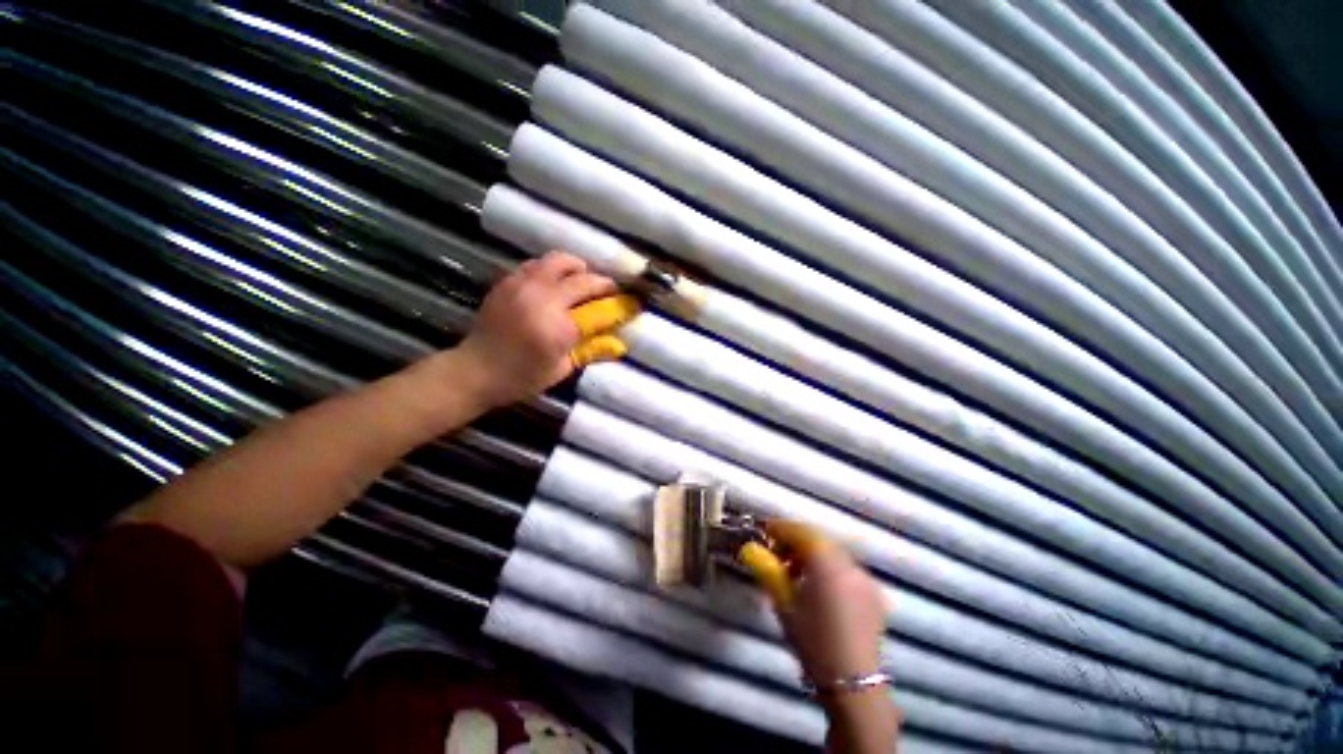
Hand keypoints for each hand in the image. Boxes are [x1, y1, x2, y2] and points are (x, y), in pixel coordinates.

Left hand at [456, 252, 629, 408]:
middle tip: (607, 290)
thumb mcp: (562, 368)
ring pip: (557, 261)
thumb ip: (591, 349)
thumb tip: (619, 342)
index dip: (617, 301)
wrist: (475, 370)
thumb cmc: (522, 377)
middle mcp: (542, 297)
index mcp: (558, 325)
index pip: (598, 306)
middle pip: (580, 276)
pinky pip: (536, 265)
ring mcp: (521, 285)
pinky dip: (552, 270)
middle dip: (599, 281)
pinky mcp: (507, 282)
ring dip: (575, 269)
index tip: (628, 301)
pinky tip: (554, 285)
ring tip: (581, 282)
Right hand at [767, 521, 885, 687]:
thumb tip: (750, 549)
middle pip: (817, 539)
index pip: (801, 531)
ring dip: (811, 554)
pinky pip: (845, 568)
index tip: (763, 531)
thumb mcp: (784, 603)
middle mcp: (849, 564)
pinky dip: (828, 567)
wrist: (853, 683)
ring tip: (794, 572)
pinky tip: (817, 587)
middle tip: (776, 553)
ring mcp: (864, 578)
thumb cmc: (813, 641)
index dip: (780, 527)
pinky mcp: (873, 594)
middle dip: (795, 541)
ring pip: (832, 552)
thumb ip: (767, 570)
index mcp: (827, 563)